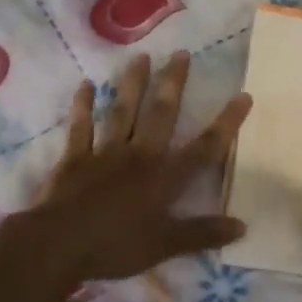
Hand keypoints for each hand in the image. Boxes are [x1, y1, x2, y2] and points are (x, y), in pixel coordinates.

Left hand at [19, 52, 252, 288]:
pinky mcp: (75, 159)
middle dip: (173, 84)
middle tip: (181, 54)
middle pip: (161, 114)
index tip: (243, 95)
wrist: (58, 245)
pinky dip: (83, 107)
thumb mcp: (165, 246)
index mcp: (164, 177)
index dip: (226, 123)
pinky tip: (86, 85)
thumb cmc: (115, 247)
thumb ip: (203, 234)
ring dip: (132, 84)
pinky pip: (81, 128)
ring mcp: (105, 153)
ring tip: (141, 57)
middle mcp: (139, 156)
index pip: (204, 148)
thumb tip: (243, 226)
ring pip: (122, 112)